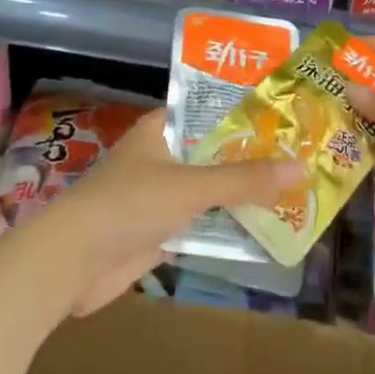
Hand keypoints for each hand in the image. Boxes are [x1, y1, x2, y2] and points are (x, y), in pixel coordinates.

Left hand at [5, 109, 301, 316]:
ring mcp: (159, 196)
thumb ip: (244, 179)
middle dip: (251, 158)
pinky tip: (265, 229)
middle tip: (301, 155)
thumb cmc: (129, 204)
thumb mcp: (192, 186)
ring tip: (294, 190)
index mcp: (161, 129)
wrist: (72, 262)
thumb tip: (300, 167)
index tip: (285, 116)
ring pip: (210, 191)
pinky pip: (202, 224)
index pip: (209, 111)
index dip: (245, 113)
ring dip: (242, 196)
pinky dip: (227, 227)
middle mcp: (161, 156)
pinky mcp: (159, 232)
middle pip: (213, 153)